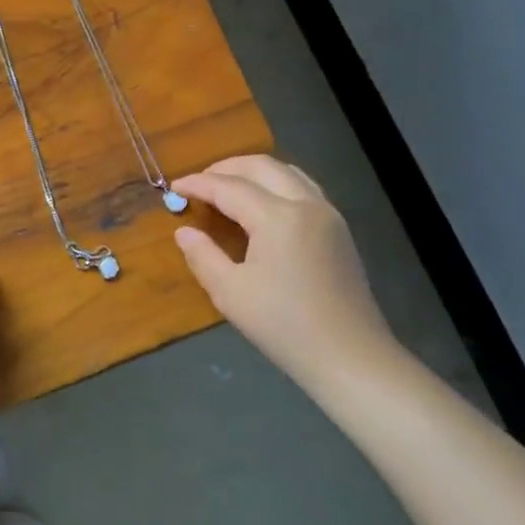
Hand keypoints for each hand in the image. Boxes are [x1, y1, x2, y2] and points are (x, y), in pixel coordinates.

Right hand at [173, 155, 401, 392]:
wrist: (350, 357)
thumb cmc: (284, 326)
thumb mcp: (230, 293)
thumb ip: (203, 256)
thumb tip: (184, 232)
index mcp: (277, 217)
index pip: (229, 187)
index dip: (198, 184)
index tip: (174, 186)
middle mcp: (306, 204)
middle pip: (261, 166)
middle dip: (226, 167)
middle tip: (199, 181)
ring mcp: (328, 215)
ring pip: (286, 172)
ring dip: (253, 171)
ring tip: (228, 186)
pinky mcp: (339, 230)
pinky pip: (304, 187)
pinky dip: (276, 183)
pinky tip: (263, 203)